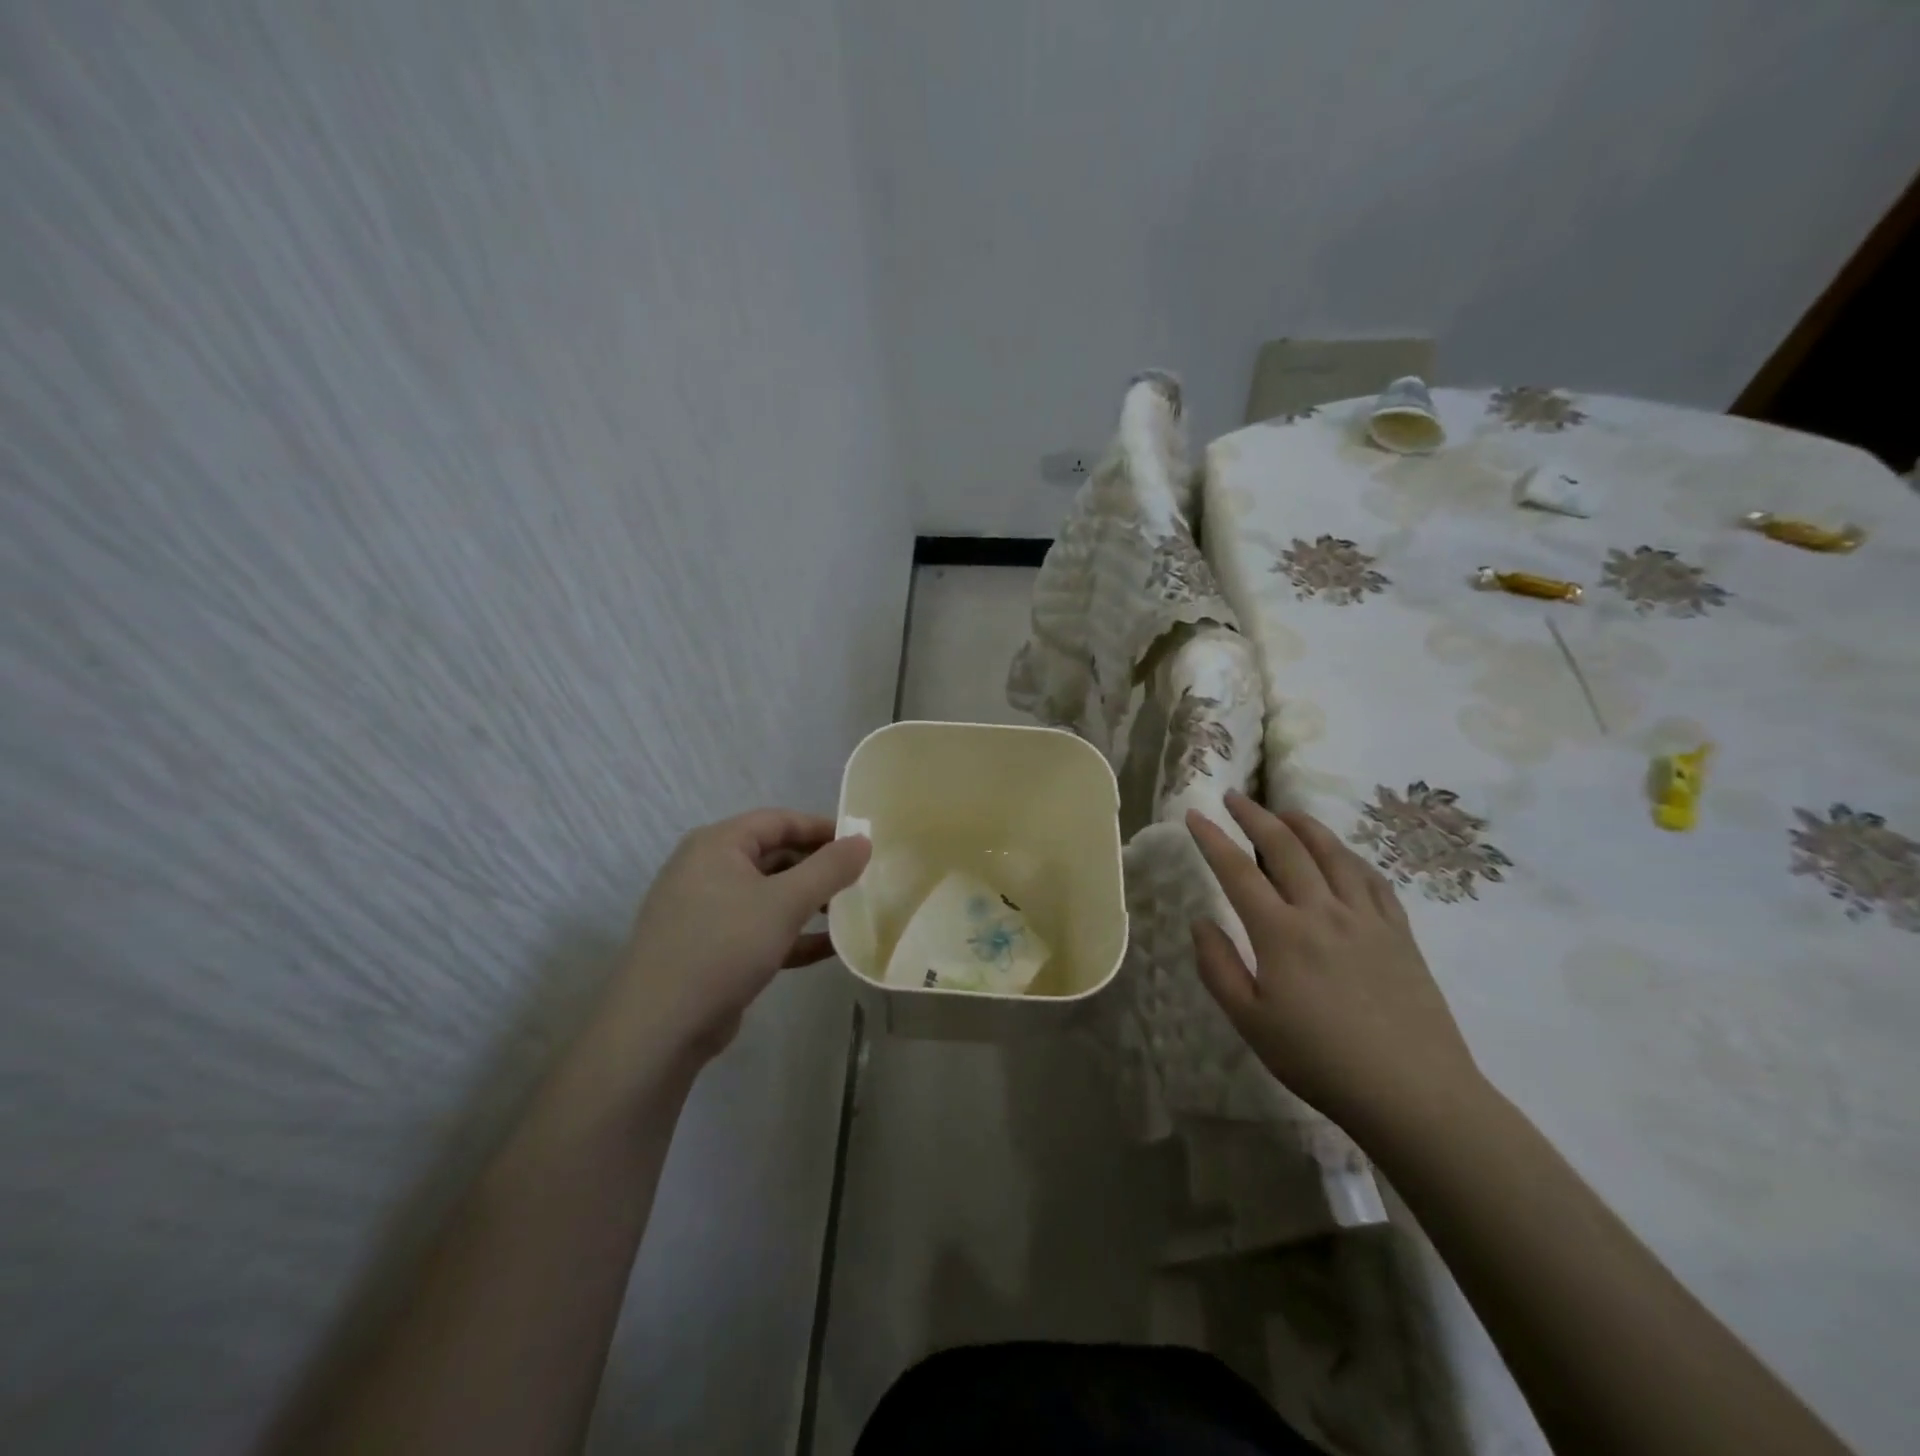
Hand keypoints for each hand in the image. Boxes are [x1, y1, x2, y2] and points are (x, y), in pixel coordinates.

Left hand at [597, 809, 870, 1071]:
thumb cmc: (724, 946)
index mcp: (718, 845)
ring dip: (809, 902)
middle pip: (775, 855)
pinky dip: (792, 934)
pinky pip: (760, 929)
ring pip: (769, 895)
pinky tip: (829, 949)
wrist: (659, 1027)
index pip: (779, 821)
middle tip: (860, 881)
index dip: (822, 828)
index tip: (861, 845)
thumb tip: (863, 840)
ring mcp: (707, 911)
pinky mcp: (711, 948)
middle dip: (818, 868)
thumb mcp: (785, 902)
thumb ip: (829, 869)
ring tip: (849, 913)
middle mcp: (708, 869)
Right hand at [1185, 790, 1483, 1138]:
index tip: (1194, 814)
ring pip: (1333, 853)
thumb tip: (1200, 921)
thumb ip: (1218, 967)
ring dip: (1304, 824)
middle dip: (1255, 816)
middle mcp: (1322, 911)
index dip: (1212, 839)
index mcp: (1281, 933)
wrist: (1414, 1094)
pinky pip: (1372, 878)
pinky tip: (1341, 854)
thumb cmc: (1320, 1061)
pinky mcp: (1399, 932)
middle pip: (1285, 847)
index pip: (1237, 871)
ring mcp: (1366, 918)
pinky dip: (1349, 855)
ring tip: (1285, 811)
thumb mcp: (1250, 1023)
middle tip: (1235, 797)